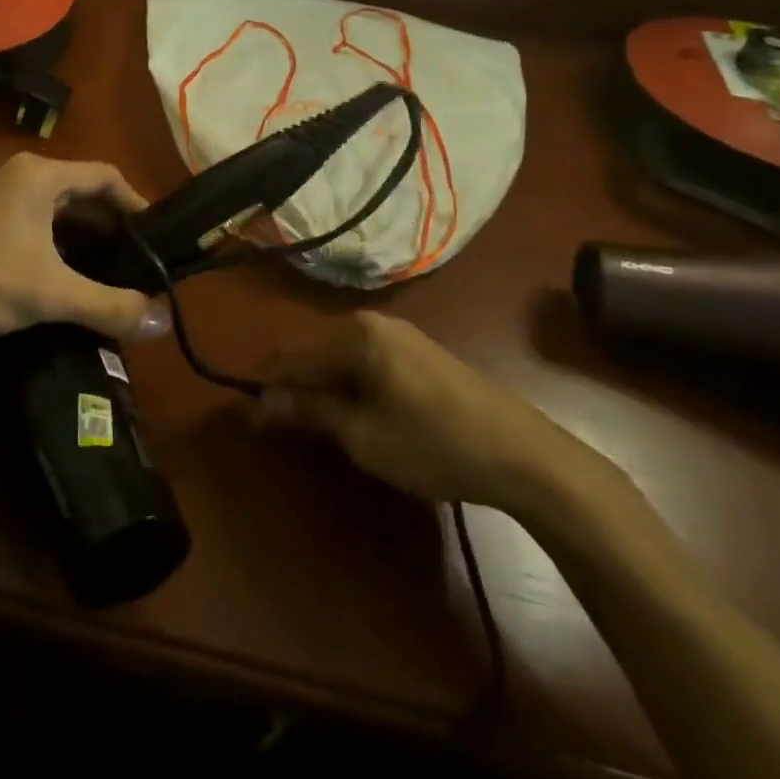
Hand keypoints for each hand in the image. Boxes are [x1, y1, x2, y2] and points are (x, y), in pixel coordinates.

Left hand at [0, 153, 173, 345]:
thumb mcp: (49, 294)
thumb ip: (109, 305)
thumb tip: (164, 321)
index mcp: (40, 176)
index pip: (106, 176)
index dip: (137, 205)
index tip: (160, 240)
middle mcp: (23, 177)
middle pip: (85, 193)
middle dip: (115, 227)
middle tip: (144, 263)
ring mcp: (3, 198)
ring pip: (63, 212)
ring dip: (90, 240)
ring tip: (117, 276)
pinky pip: (42, 225)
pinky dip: (65, 247)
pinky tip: (76, 280)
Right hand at [263, 312, 622, 521]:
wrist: (525, 455)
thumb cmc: (433, 445)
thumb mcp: (362, 435)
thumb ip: (310, 411)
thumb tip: (263, 401)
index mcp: (354, 335)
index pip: (292, 356)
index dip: (268, 388)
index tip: (254, 420)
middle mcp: (373, 323)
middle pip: (315, 351)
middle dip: (295, 386)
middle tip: (286, 427)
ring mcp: (401, 335)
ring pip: (341, 357)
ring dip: (323, 386)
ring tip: (319, 424)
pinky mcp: (420, 352)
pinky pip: (367, 361)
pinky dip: (351, 384)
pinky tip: (357, 413)